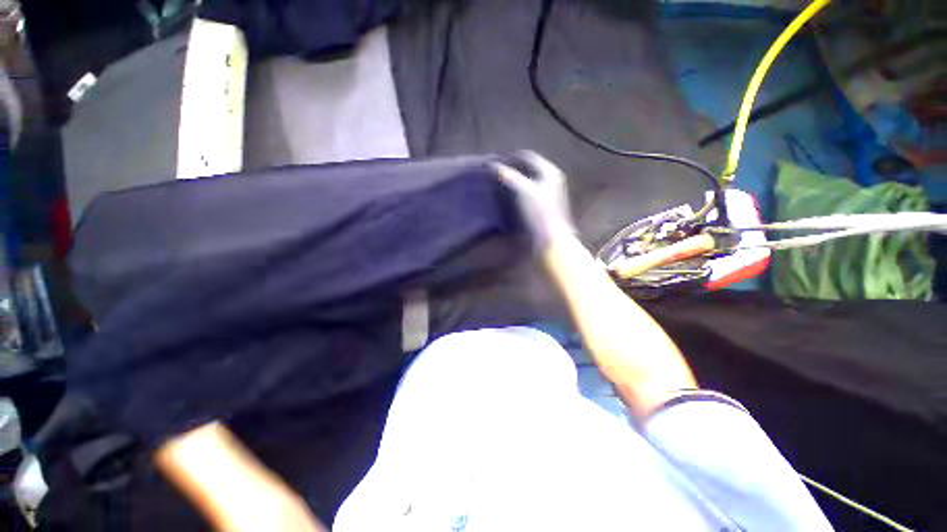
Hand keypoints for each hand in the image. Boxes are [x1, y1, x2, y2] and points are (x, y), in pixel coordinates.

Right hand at [493, 151, 575, 250]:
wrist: (551, 240)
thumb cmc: (538, 214)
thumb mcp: (523, 191)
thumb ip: (509, 176)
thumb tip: (493, 165)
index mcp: (549, 171)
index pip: (528, 157)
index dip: (511, 158)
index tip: (495, 163)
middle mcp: (552, 179)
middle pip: (529, 168)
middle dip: (512, 169)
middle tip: (496, 173)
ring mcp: (550, 193)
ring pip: (529, 181)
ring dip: (515, 181)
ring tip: (500, 184)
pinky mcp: (545, 206)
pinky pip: (530, 192)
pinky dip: (519, 191)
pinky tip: (509, 197)